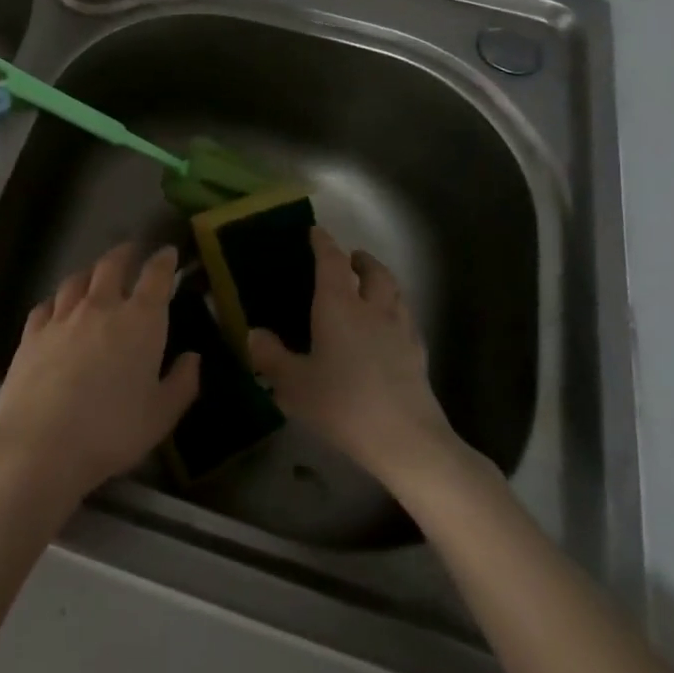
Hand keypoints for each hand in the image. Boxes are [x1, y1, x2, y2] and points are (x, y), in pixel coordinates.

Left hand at [0, 243, 200, 507]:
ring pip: (77, 279)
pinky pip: (47, 304)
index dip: (164, 261)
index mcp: (140, 321)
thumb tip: (193, 357)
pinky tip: (57, 307)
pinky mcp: (31, 332)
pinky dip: (58, 299)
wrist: (40, 443)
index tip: (168, 252)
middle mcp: (100, 306)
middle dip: (125, 253)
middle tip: (132, 251)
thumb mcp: (161, 416)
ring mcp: (62, 316)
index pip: (155, 277)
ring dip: (90, 271)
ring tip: (95, 273)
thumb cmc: (111, 431)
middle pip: (111, 265)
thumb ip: (182, 383)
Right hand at [247, 226, 465, 482]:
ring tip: (370, 287)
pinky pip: (406, 320)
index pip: (332, 262)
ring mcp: (401, 331)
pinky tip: (388, 330)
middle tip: (350, 258)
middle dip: (361, 259)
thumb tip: (255, 334)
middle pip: (374, 272)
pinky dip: (395, 312)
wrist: (406, 440)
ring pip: (395, 293)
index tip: (316, 232)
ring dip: (382, 281)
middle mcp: (373, 309)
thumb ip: (271, 357)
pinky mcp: (418, 356)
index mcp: (339, 307)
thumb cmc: (343, 404)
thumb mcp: (293, 384)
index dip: (324, 243)